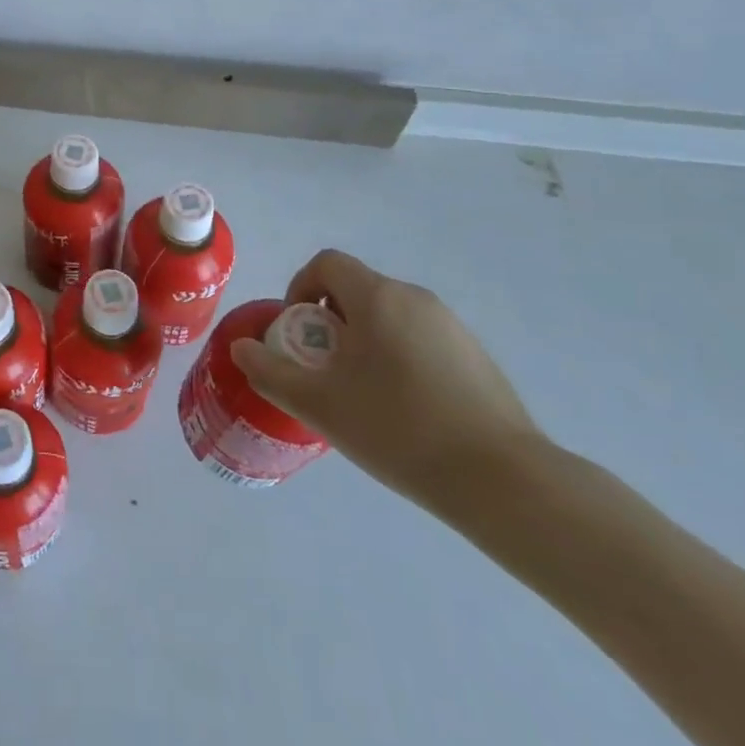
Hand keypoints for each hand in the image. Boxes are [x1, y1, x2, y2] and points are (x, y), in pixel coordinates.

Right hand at [230, 250, 544, 511]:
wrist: (503, 481)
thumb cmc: (399, 429)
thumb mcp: (320, 405)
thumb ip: (272, 372)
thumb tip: (241, 348)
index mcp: (377, 297)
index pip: (327, 264)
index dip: (301, 288)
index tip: (300, 333)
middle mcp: (415, 299)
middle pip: (357, 290)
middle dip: (331, 322)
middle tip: (325, 370)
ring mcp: (452, 326)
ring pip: (389, 317)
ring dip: (365, 341)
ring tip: (364, 396)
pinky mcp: (477, 357)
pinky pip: (421, 340)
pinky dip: (400, 358)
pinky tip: (407, 412)